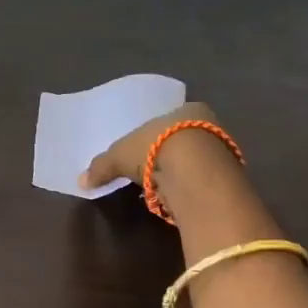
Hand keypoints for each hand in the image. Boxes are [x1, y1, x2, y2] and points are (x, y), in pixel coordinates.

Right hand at [79, 101, 226, 193]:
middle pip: (184, 140)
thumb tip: (81, 181)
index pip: (172, 120)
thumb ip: (102, 167)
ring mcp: (223, 153)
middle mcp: (210, 125)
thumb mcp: (119, 155)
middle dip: (166, 155)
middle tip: (148, 171)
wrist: (195, 173)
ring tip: (158, 189)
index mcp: (188, 109)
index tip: (143, 151)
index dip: (156, 135)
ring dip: (177, 174)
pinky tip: (173, 198)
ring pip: (194, 162)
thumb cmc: (155, 148)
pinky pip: (200, 182)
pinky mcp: (226, 179)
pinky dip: (186, 189)